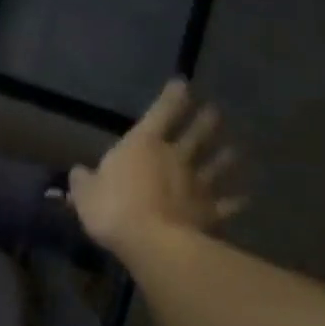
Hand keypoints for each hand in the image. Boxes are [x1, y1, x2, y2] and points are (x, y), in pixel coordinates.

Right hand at [69, 79, 244, 261]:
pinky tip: (245, 198)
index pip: (160, 112)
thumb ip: (83, 181)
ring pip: (215, 166)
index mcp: (143, 144)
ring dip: (225, 158)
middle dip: (205, 121)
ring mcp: (196, 184)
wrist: (152, 242)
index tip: (182, 83)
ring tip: (234, 150)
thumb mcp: (85, 194)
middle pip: (195, 134)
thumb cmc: (113, 208)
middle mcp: (174, 157)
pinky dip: (235, 201)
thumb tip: (79, 172)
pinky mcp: (209, 212)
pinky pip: (226, 204)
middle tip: (215, 112)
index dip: (171, 97)